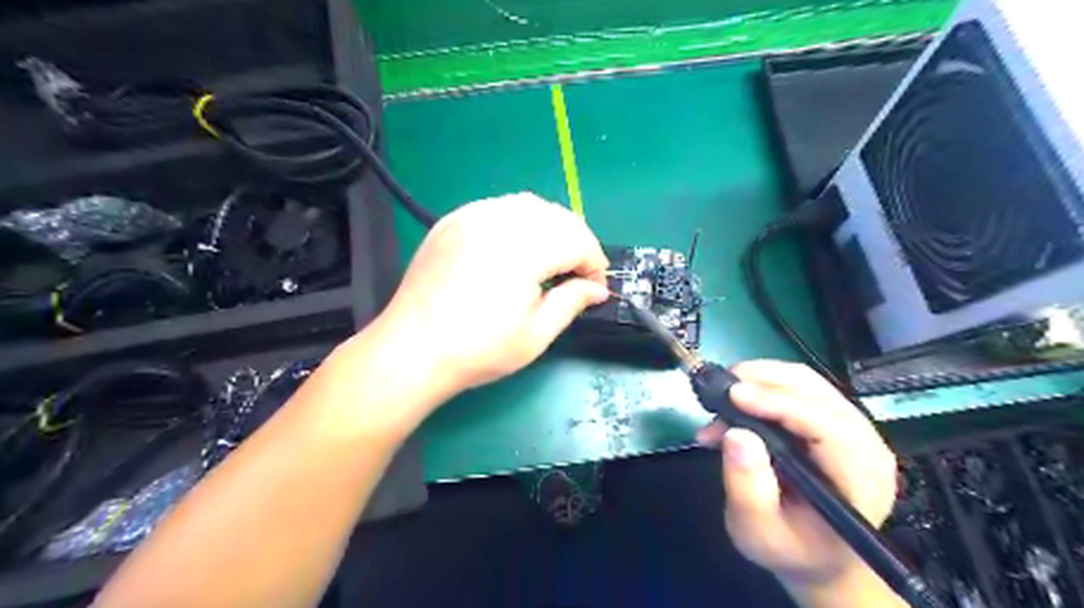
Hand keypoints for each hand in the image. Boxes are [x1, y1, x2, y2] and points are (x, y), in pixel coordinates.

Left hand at [380, 192, 605, 392]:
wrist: (412, 350)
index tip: (595, 289)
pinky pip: (499, 207)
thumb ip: (572, 303)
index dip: (594, 264)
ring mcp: (471, 216)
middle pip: (557, 216)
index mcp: (522, 249)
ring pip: (529, 206)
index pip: (577, 241)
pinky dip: (519, 222)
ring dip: (550, 229)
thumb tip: (597, 289)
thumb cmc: (477, 350)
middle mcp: (498, 220)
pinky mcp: (453, 220)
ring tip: (549, 261)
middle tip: (576, 276)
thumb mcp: (535, 336)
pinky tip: (516, 249)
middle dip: (577, 243)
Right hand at [698, 360, 893, 589]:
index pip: (826, 425)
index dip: (779, 403)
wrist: (816, 557)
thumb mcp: (759, 532)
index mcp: (859, 480)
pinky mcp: (832, 419)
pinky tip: (735, 404)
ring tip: (721, 398)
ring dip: (759, 379)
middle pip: (816, 391)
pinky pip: (798, 388)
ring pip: (805, 381)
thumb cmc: (790, 549)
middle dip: (763, 380)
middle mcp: (865, 445)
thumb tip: (736, 434)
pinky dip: (762, 386)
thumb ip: (748, 488)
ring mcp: (851, 428)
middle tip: (718, 390)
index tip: (733, 395)